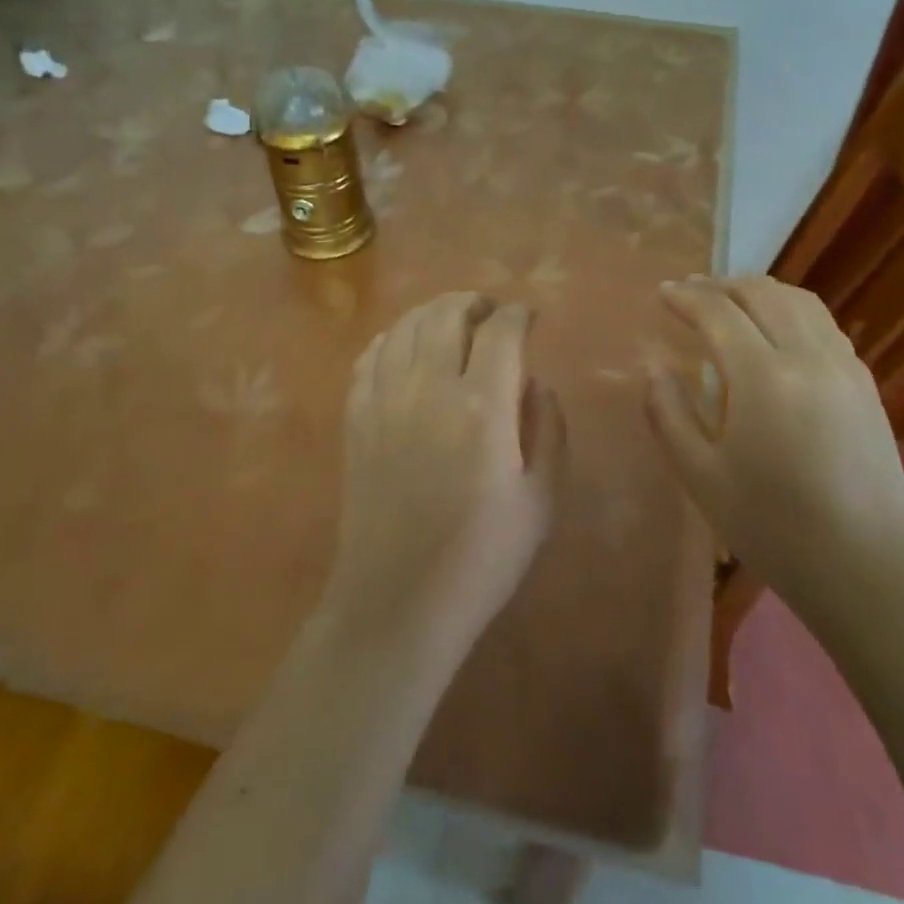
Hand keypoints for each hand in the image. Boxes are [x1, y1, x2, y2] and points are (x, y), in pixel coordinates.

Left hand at [324, 292, 564, 650]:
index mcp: (482, 406)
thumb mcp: (541, 499)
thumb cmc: (482, 557)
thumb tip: (535, 383)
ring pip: (406, 326)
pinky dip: (394, 338)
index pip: (502, 330)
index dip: (519, 314)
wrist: (398, 600)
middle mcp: (430, 388)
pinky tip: (407, 348)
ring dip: (434, 313)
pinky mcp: (355, 418)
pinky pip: (371, 356)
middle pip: (447, 313)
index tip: (530, 317)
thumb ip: (548, 429)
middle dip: (475, 302)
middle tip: (491, 313)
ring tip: (453, 323)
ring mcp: (384, 400)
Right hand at [645, 275, 903, 614]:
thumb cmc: (772, 527)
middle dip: (721, 285)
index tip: (663, 292)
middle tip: (692, 292)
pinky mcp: (866, 385)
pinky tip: (778, 331)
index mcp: (763, 378)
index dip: (686, 297)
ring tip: (732, 300)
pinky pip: (825, 325)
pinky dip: (793, 311)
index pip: (719, 313)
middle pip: (763, 294)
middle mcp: (809, 357)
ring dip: (760, 292)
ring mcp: (845, 368)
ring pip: (801, 302)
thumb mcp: (700, 476)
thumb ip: (668, 413)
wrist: (865, 569)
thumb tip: (655, 367)